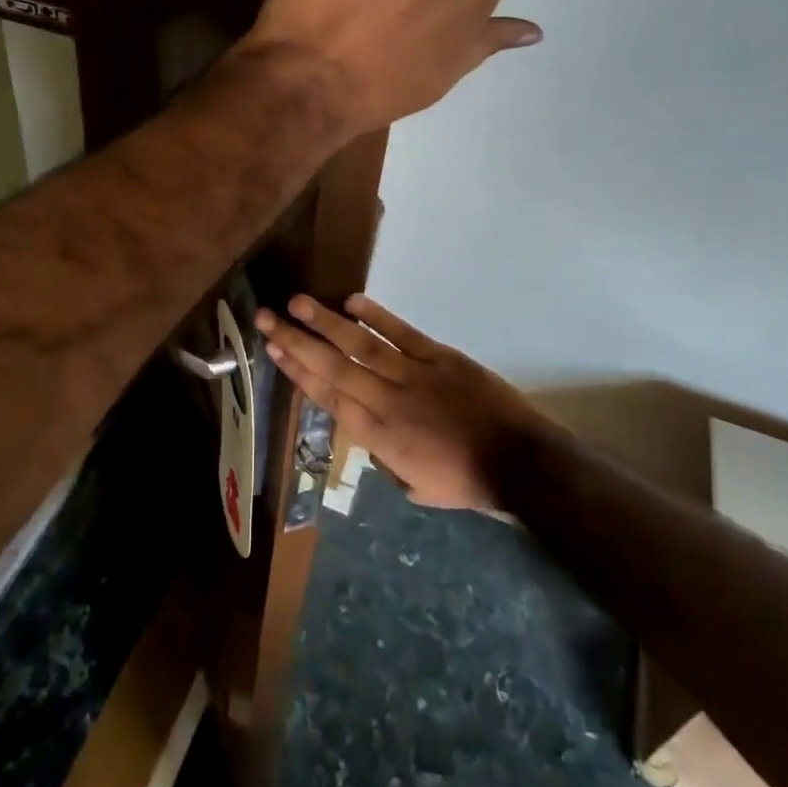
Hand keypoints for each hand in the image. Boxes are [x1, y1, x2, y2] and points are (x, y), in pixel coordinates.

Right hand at [256, 293, 551, 509]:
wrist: (520, 463)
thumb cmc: (467, 480)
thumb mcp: (416, 486)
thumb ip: (387, 458)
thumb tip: (372, 434)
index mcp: (378, 437)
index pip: (328, 398)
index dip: (298, 372)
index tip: (274, 350)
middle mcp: (386, 402)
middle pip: (333, 367)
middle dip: (298, 341)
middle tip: (267, 317)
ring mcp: (413, 376)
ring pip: (361, 346)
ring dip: (328, 323)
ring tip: (299, 302)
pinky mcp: (439, 357)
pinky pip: (403, 334)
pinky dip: (378, 316)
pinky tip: (352, 301)